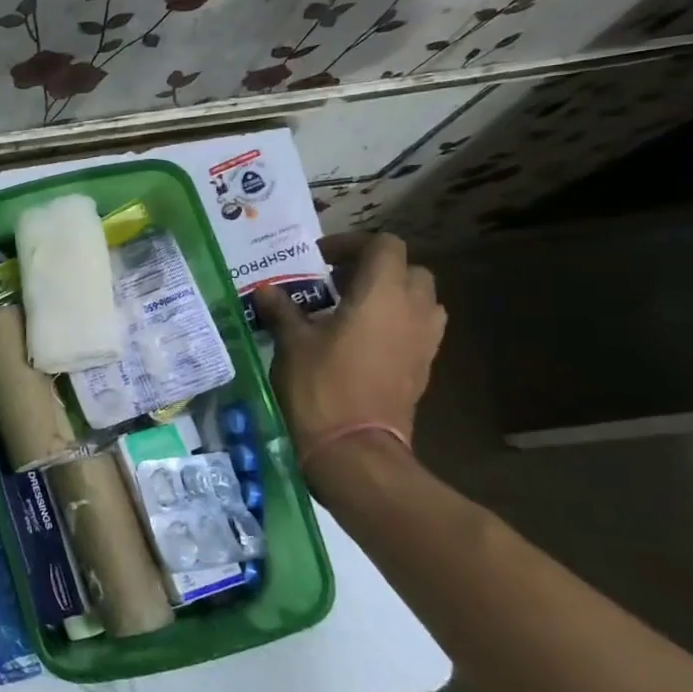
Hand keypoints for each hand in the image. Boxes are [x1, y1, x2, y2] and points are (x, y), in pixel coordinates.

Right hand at [253, 233, 445, 466]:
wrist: (354, 448)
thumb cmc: (320, 386)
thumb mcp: (292, 343)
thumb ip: (283, 310)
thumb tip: (267, 290)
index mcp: (382, 294)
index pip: (384, 245)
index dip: (352, 243)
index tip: (320, 259)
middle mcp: (412, 309)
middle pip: (408, 270)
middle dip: (375, 269)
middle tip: (336, 283)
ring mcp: (424, 340)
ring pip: (419, 300)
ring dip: (391, 296)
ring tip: (352, 310)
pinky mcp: (424, 367)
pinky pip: (417, 329)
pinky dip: (396, 323)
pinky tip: (362, 341)